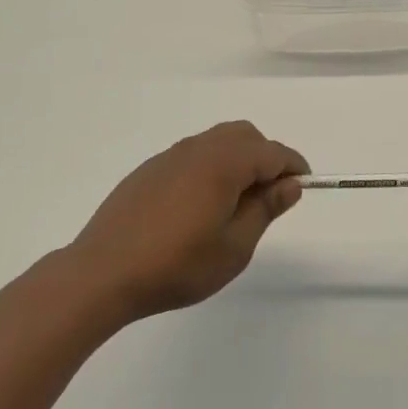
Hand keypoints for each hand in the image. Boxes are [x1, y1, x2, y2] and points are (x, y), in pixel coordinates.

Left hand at [66, 121, 307, 321]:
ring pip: (216, 142)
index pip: (271, 152)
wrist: (103, 273)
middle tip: (269, 196)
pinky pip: (191, 155)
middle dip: (265, 157)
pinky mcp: (148, 171)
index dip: (293, 166)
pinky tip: (199, 206)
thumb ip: (265, 209)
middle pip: (244, 136)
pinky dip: (210, 167)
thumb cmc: (177, 265)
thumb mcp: (234, 247)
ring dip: (237, 160)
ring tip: (236, 203)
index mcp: (223, 163)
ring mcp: (169, 157)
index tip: (303, 186)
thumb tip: (289, 184)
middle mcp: (197, 149)